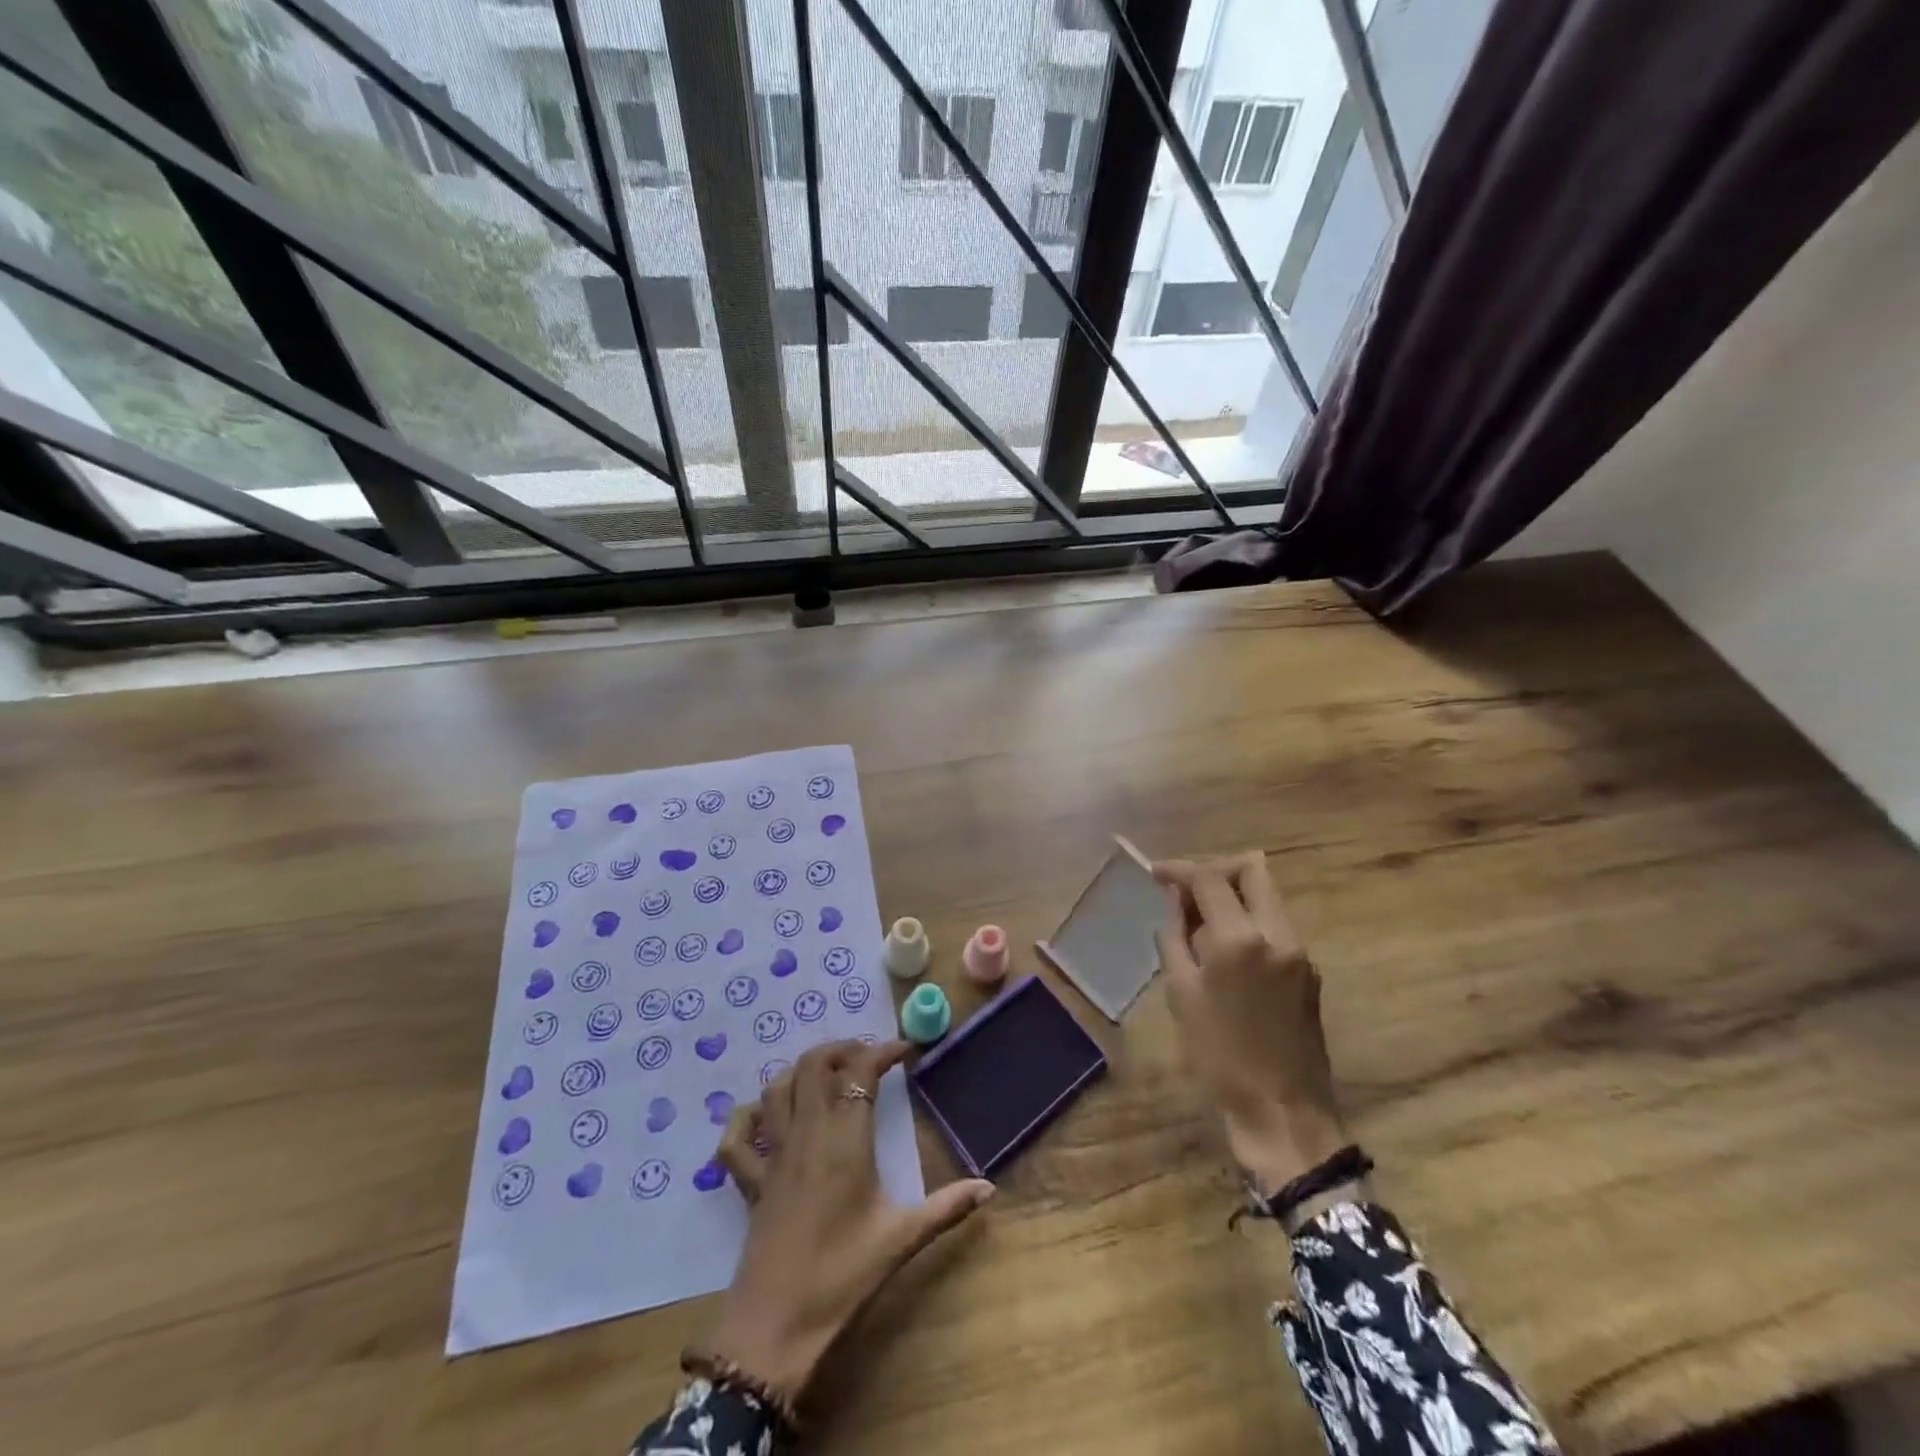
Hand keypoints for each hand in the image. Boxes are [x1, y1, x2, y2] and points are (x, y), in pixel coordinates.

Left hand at [704, 1039, 993, 1406]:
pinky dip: (746, 1118)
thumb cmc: (842, 1277)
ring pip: (776, 1088)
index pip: (860, 1071)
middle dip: (840, 1049)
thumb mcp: (901, 1239)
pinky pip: (737, 1138)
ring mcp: (773, 1155)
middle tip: (865, 1057)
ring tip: (825, 1075)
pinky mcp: (750, 1182)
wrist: (774, 1328)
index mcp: (845, 1139)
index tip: (905, 1051)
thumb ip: (946, 1208)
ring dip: (800, 1071)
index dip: (882, 1051)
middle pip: (813, 1065)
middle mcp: (806, 1133)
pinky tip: (762, 1117)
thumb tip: (989, 1188)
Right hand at [1154, 854, 1348, 1197]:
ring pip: (1266, 896)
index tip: (1155, 873)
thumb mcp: (1180, 993)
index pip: (1209, 878)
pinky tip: (1225, 951)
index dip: (1179, 869)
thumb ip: (1175, 936)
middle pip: (1252, 870)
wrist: (1283, 1113)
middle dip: (1215, 870)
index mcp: (1240, 938)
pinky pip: (1275, 925)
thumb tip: (1175, 900)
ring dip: (1233, 895)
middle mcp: (1277, 933)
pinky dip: (1248, 921)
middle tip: (1186, 889)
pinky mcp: (1309, 971)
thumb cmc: (1219, 1057)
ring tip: (1199, 922)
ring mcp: (1299, 951)